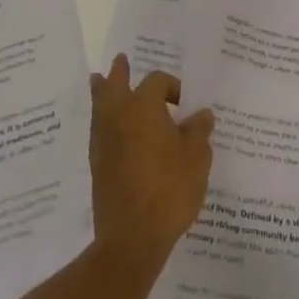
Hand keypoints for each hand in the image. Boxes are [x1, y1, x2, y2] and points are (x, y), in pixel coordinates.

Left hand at [89, 55, 214, 271]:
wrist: (132, 237)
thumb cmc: (170, 189)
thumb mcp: (197, 158)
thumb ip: (199, 132)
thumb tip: (201, 115)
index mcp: (144, 106)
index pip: (156, 82)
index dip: (172, 87)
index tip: (185, 104)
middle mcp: (118, 116)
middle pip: (114, 84)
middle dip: (119, 72)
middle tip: (120, 61)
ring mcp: (103, 141)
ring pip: (100, 106)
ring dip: (103, 92)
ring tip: (100, 82)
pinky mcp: (97, 166)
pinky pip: (98, 131)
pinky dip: (103, 122)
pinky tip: (112, 130)